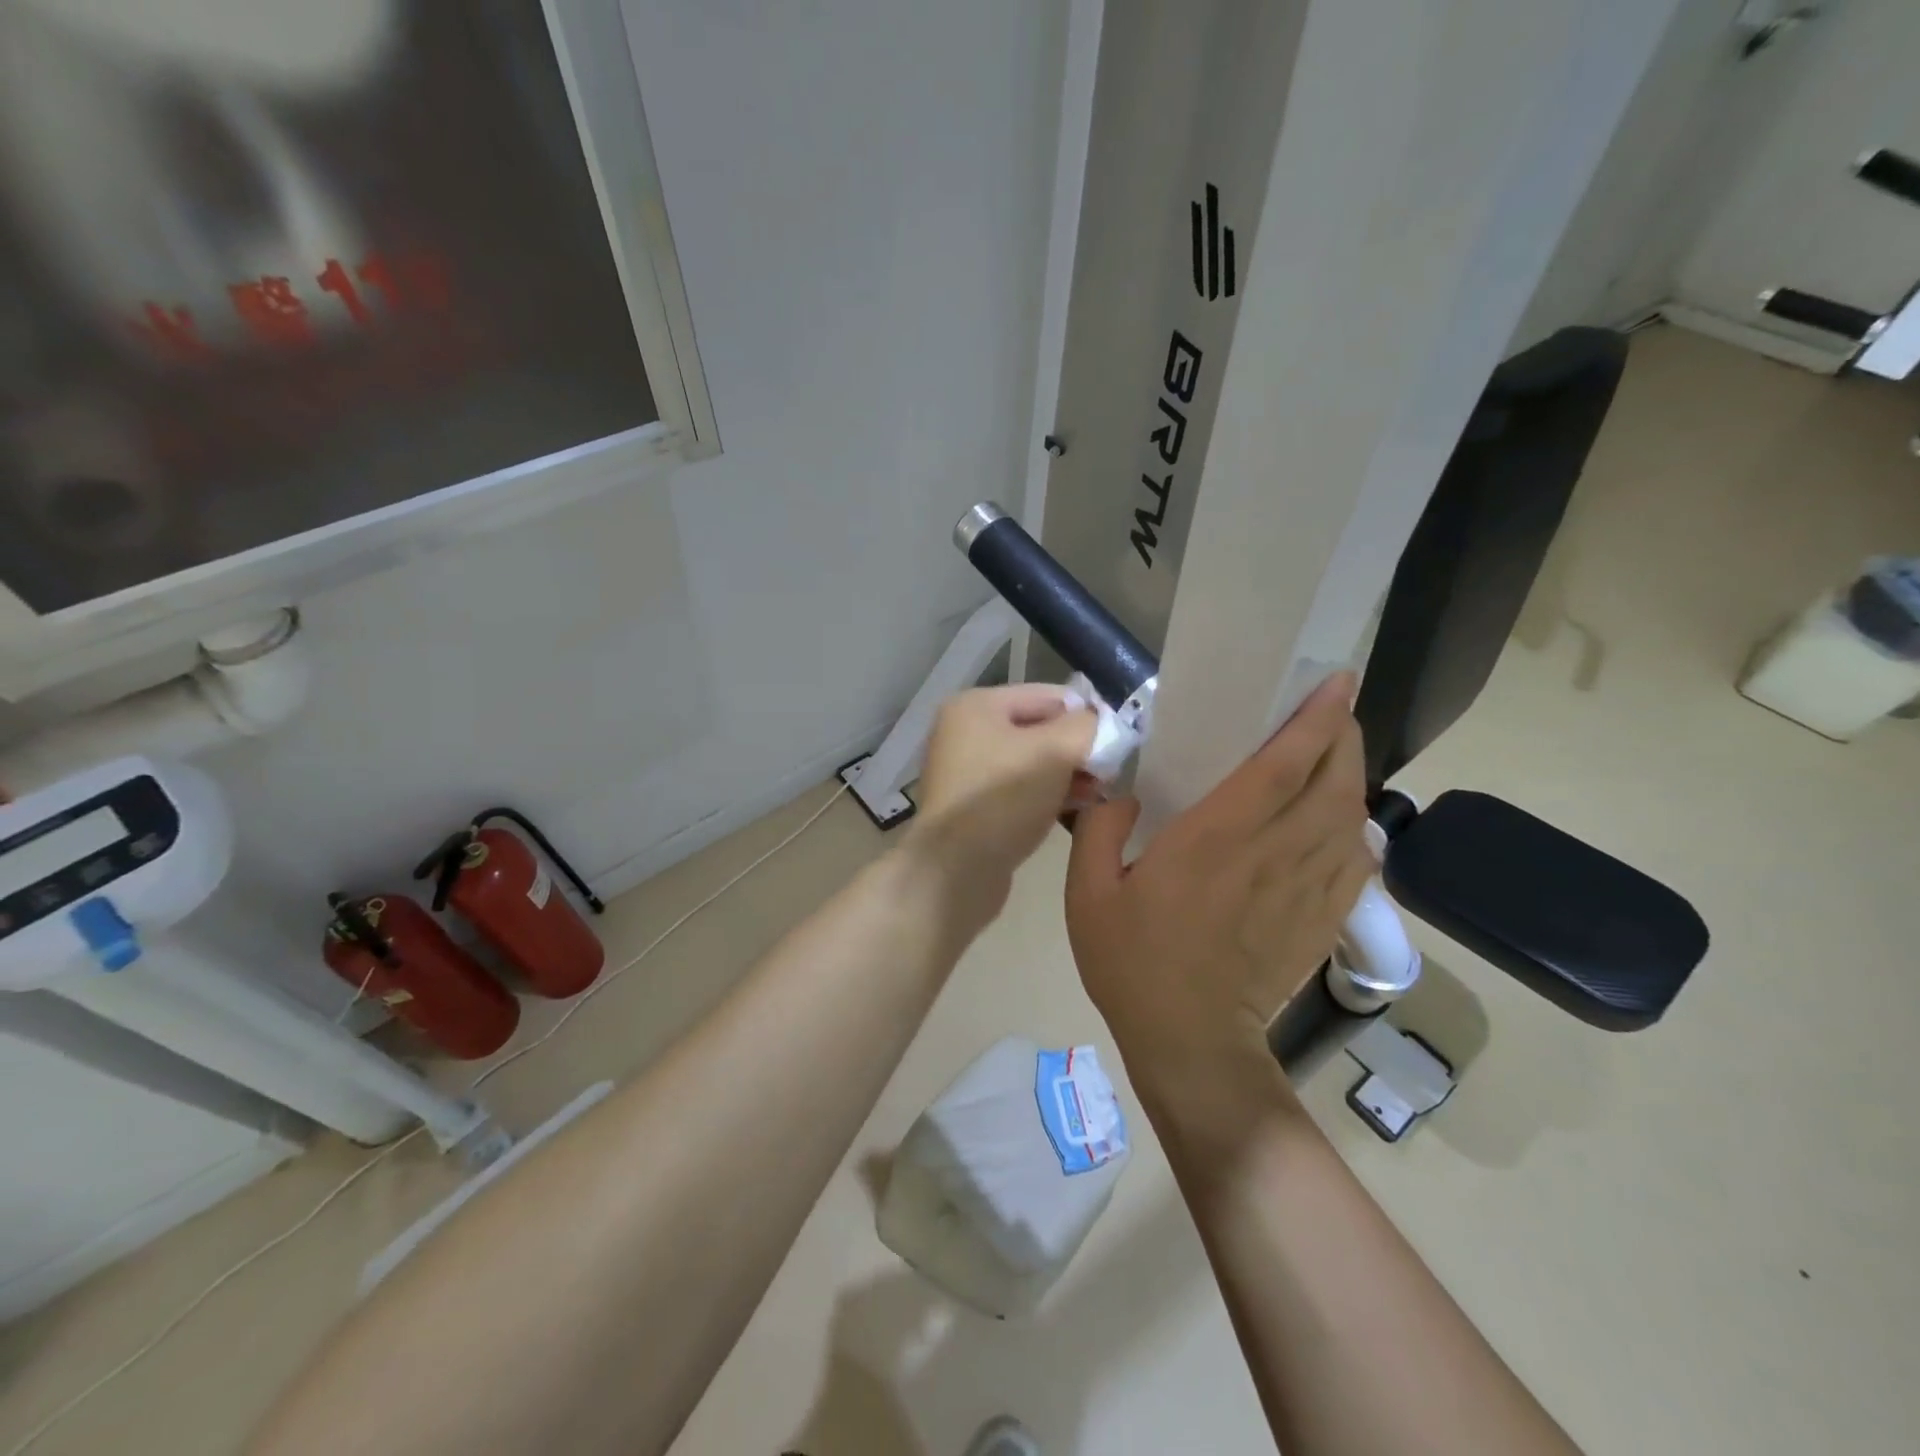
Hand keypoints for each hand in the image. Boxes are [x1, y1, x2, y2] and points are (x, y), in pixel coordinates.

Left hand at [908, 685, 1096, 917]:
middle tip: (1110, 774)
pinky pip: (1020, 791)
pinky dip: (1047, 796)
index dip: (1087, 715)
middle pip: (1040, 729)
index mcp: (977, 705)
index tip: (1118, 744)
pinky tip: (1075, 810)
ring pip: (1032, 763)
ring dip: (1067, 775)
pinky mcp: (973, 807)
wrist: (954, 871)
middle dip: (1077, 749)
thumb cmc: (1003, 798)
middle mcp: (965, 731)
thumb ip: (1087, 727)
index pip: (1049, 696)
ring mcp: (966, 771)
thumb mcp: (1054, 751)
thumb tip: (1103, 723)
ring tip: (1099, 794)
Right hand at [1064, 673, 1372, 1101]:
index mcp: (1215, 839)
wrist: (1191, 1043)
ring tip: (1334, 754)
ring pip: (1351, 816)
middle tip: (1331, 709)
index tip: (1334, 681)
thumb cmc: (1133, 963)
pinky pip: (1357, 861)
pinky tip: (1340, 821)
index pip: (1282, 765)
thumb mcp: (1087, 893)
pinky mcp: (1322, 918)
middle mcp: (1273, 854)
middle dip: (1342, 735)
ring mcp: (1306, 889)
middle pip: (1333, 780)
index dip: (1314, 718)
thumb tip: (1124, 796)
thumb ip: (1100, 831)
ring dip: (1351, 775)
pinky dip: (1356, 829)